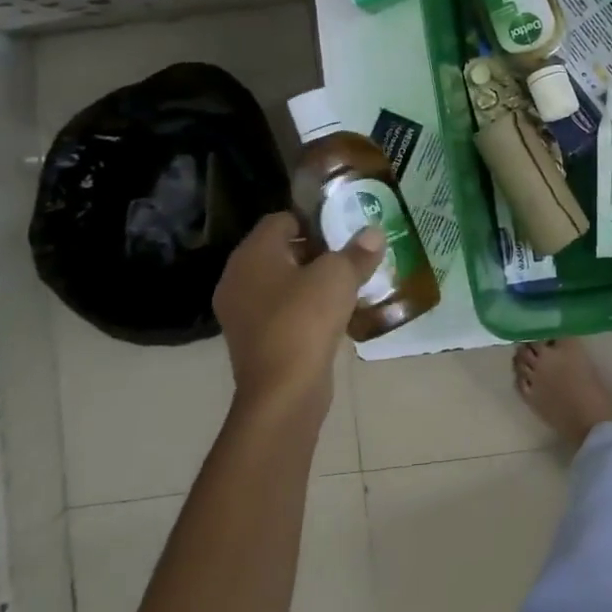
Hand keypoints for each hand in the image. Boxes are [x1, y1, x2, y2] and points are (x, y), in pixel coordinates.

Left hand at [212, 213, 384, 403]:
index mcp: (252, 254)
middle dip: (316, 250)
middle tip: (350, 256)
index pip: (281, 220)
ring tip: (347, 284)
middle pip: (280, 251)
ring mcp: (242, 312)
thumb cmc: (305, 319)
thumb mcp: (339, 277)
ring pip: (282, 283)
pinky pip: (282, 310)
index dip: (313, 220)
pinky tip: (334, 314)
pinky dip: (304, 308)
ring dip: (312, 281)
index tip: (344, 230)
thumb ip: (357, 251)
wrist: (283, 391)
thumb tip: (373, 233)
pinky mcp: (253, 340)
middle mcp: (238, 278)